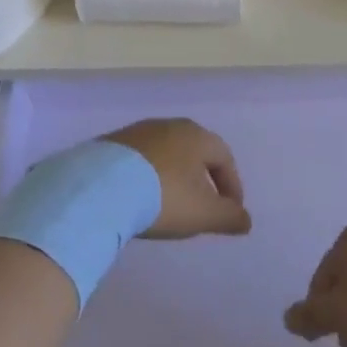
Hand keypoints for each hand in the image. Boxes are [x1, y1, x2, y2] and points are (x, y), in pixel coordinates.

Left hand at [102, 119, 249, 239]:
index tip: (230, 212)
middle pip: (194, 152)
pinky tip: (139, 198)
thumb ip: (229, 217)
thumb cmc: (163, 196)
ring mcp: (136, 132)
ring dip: (172, 178)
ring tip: (168, 205)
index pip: (224, 158)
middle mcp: (168, 125)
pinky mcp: (110, 144)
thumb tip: (246, 221)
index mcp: (196, 135)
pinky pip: (138, 161)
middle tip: (201, 207)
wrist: (100, 188)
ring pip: (164, 155)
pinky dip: (146, 178)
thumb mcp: (203, 213)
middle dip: (202, 180)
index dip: (232, 186)